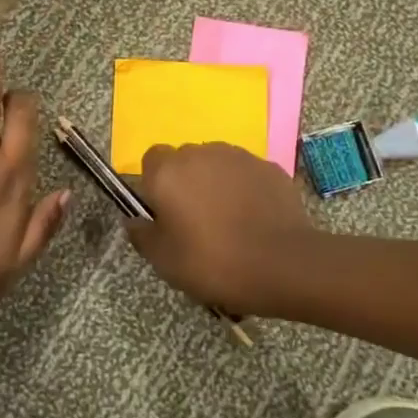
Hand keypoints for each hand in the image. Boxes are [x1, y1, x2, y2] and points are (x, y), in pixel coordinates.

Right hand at [126, 143, 319, 312]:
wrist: (284, 264)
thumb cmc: (214, 262)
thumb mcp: (165, 261)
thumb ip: (142, 235)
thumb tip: (134, 221)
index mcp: (168, 171)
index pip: (151, 160)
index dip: (155, 184)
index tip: (165, 214)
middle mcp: (201, 153)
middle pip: (184, 160)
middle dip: (186, 183)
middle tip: (195, 222)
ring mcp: (238, 157)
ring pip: (216, 164)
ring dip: (216, 183)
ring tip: (228, 221)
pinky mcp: (268, 167)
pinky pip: (245, 174)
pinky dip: (245, 189)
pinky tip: (254, 219)